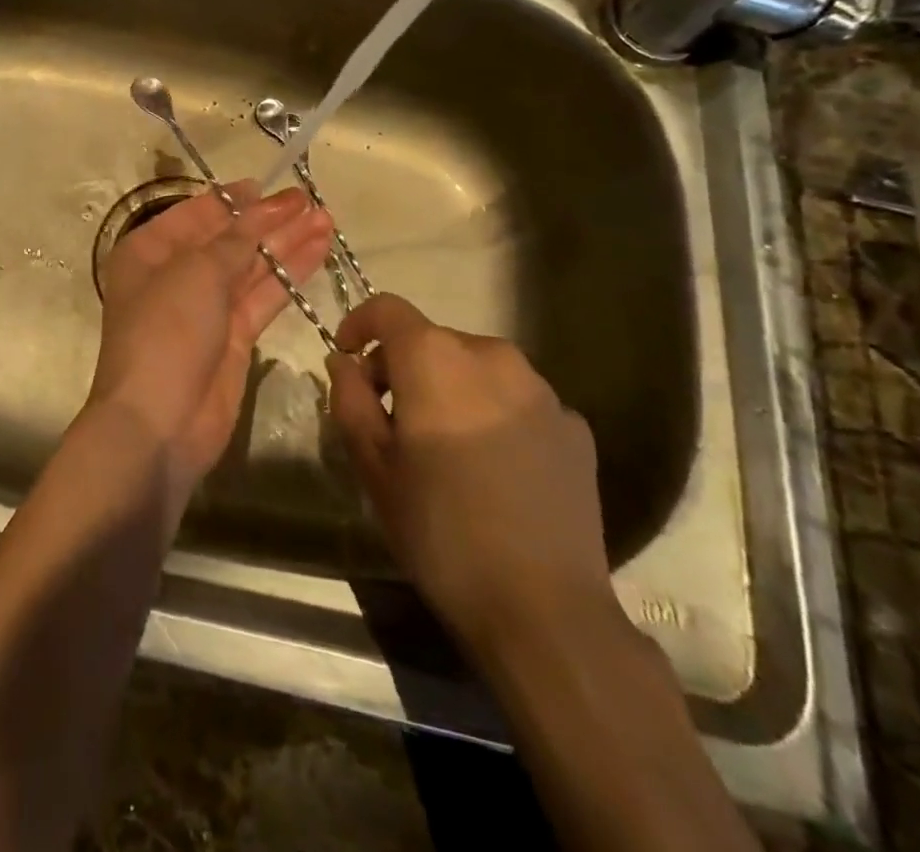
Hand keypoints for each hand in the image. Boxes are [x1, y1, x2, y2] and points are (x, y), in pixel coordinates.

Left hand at [90, 182, 333, 501]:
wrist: (159, 422)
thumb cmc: (166, 331)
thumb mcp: (197, 273)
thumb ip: (236, 239)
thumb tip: (262, 209)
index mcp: (149, 251)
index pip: (196, 214)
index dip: (234, 199)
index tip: (269, 185)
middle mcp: (176, 274)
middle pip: (228, 239)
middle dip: (268, 220)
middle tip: (310, 201)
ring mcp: (206, 308)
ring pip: (251, 266)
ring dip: (286, 243)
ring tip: (326, 219)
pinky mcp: (234, 337)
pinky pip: (264, 296)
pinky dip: (289, 274)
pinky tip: (318, 251)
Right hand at [326, 295, 612, 658]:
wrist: (545, 610)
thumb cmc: (440, 531)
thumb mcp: (374, 467)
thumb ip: (350, 400)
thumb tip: (344, 362)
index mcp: (436, 359)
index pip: (388, 309)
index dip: (360, 324)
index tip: (348, 359)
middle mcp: (492, 356)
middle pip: (433, 340)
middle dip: (403, 367)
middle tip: (390, 420)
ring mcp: (542, 390)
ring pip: (476, 368)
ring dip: (450, 390)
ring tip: (444, 448)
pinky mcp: (575, 425)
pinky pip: (517, 400)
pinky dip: (493, 414)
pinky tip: (494, 470)